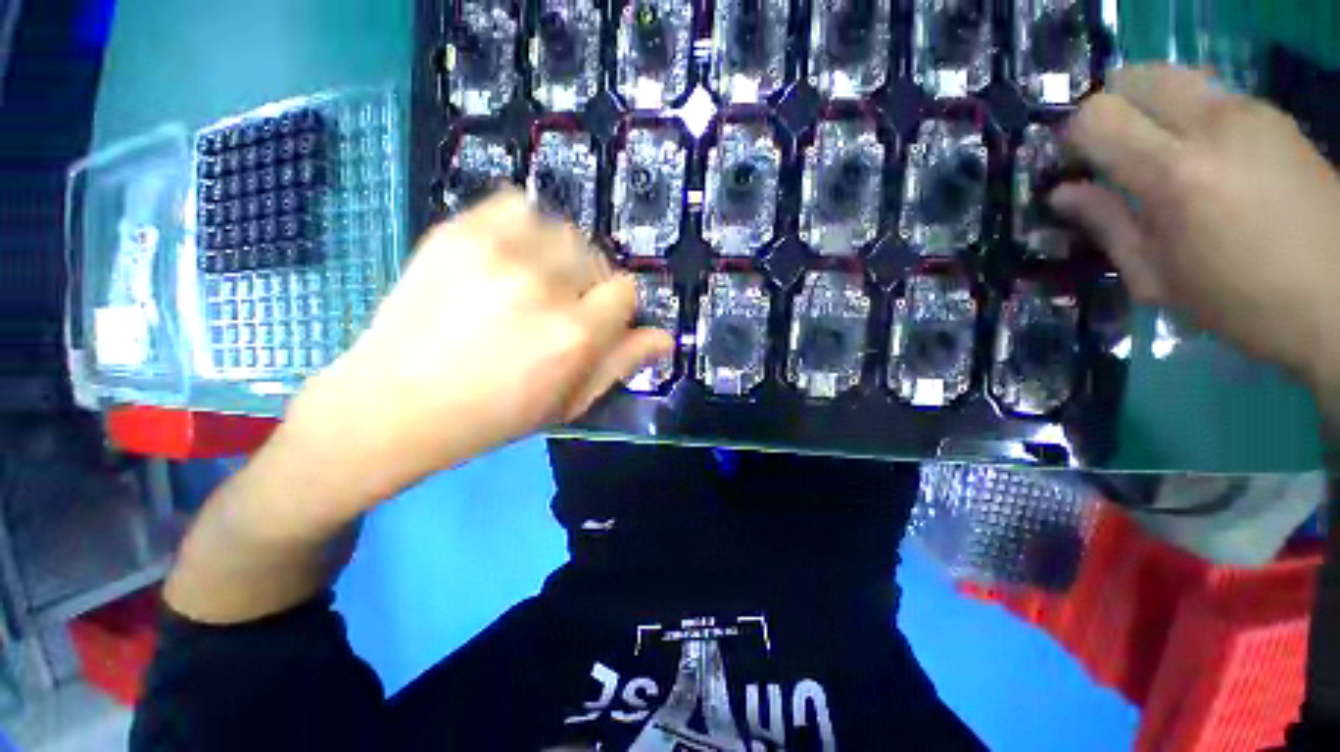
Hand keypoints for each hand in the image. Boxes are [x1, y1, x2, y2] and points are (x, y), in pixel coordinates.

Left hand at [277, 190, 671, 529]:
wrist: (394, 404)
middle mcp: (542, 287)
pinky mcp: (457, 232)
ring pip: (561, 229)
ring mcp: (496, 253)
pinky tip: (509, 255)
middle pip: (596, 257)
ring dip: (559, 255)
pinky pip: (514, 205)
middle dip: (588, 282)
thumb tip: (664, 337)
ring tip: (533, 280)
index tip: (597, 321)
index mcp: (573, 336)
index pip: (625, 292)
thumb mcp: (569, 402)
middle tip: (561, 306)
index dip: (616, 307)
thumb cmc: (493, 415)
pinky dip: (522, 225)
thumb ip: (620, 364)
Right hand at [1052, 65, 1339, 388]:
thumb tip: (1062, 193)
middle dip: (1110, 107)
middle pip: (1135, 77)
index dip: (1074, 135)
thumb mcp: (1155, 278)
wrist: (1339, 298)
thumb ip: (1106, 224)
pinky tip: (1202, 157)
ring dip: (1151, 108)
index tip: (1075, 165)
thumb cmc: (1239, 301)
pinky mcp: (1273, 115)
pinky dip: (1188, 116)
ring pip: (1173, 79)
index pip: (1098, 116)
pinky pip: (1210, 96)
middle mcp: (1211, 126)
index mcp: (1174, 174)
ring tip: (1157, 154)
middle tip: (1111, 151)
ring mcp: (1249, 113)